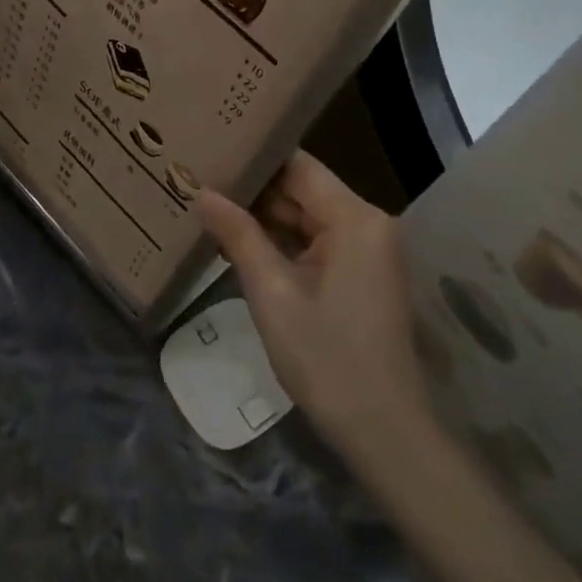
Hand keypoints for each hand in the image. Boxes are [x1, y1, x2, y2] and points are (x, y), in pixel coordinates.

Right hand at [197, 153, 433, 463]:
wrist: (383, 429)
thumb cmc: (326, 358)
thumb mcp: (273, 294)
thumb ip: (239, 236)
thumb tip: (203, 193)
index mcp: (355, 218)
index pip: (298, 166)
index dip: (255, 158)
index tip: (212, 151)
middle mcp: (368, 223)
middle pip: (304, 190)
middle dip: (254, 191)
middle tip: (199, 180)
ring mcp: (368, 249)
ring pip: (308, 217)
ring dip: (265, 218)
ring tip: (210, 207)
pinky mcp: (363, 273)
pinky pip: (318, 243)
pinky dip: (284, 243)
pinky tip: (241, 244)